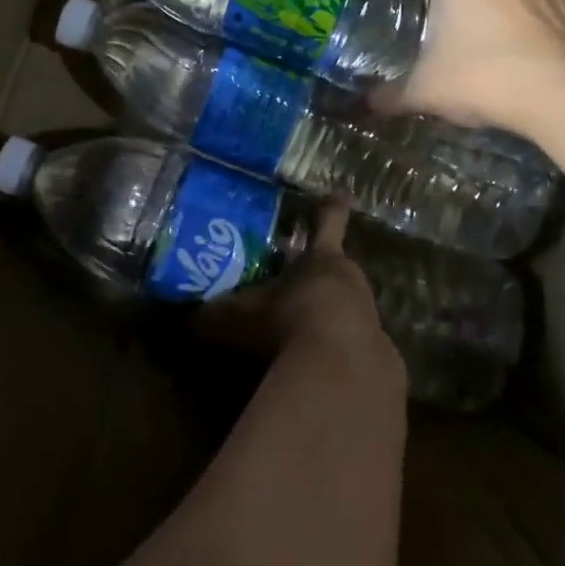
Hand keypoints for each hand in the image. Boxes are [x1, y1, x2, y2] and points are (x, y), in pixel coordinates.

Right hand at [198, 204, 398, 375]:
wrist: (342, 371)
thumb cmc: (287, 323)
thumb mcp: (239, 317)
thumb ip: (213, 315)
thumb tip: (187, 316)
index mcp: (323, 259)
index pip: (328, 223)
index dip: (330, 209)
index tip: (340, 194)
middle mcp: (352, 283)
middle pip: (338, 271)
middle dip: (319, 277)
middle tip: (297, 285)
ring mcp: (370, 320)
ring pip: (348, 309)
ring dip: (328, 317)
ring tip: (302, 332)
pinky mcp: (377, 360)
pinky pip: (352, 350)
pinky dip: (335, 355)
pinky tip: (316, 370)